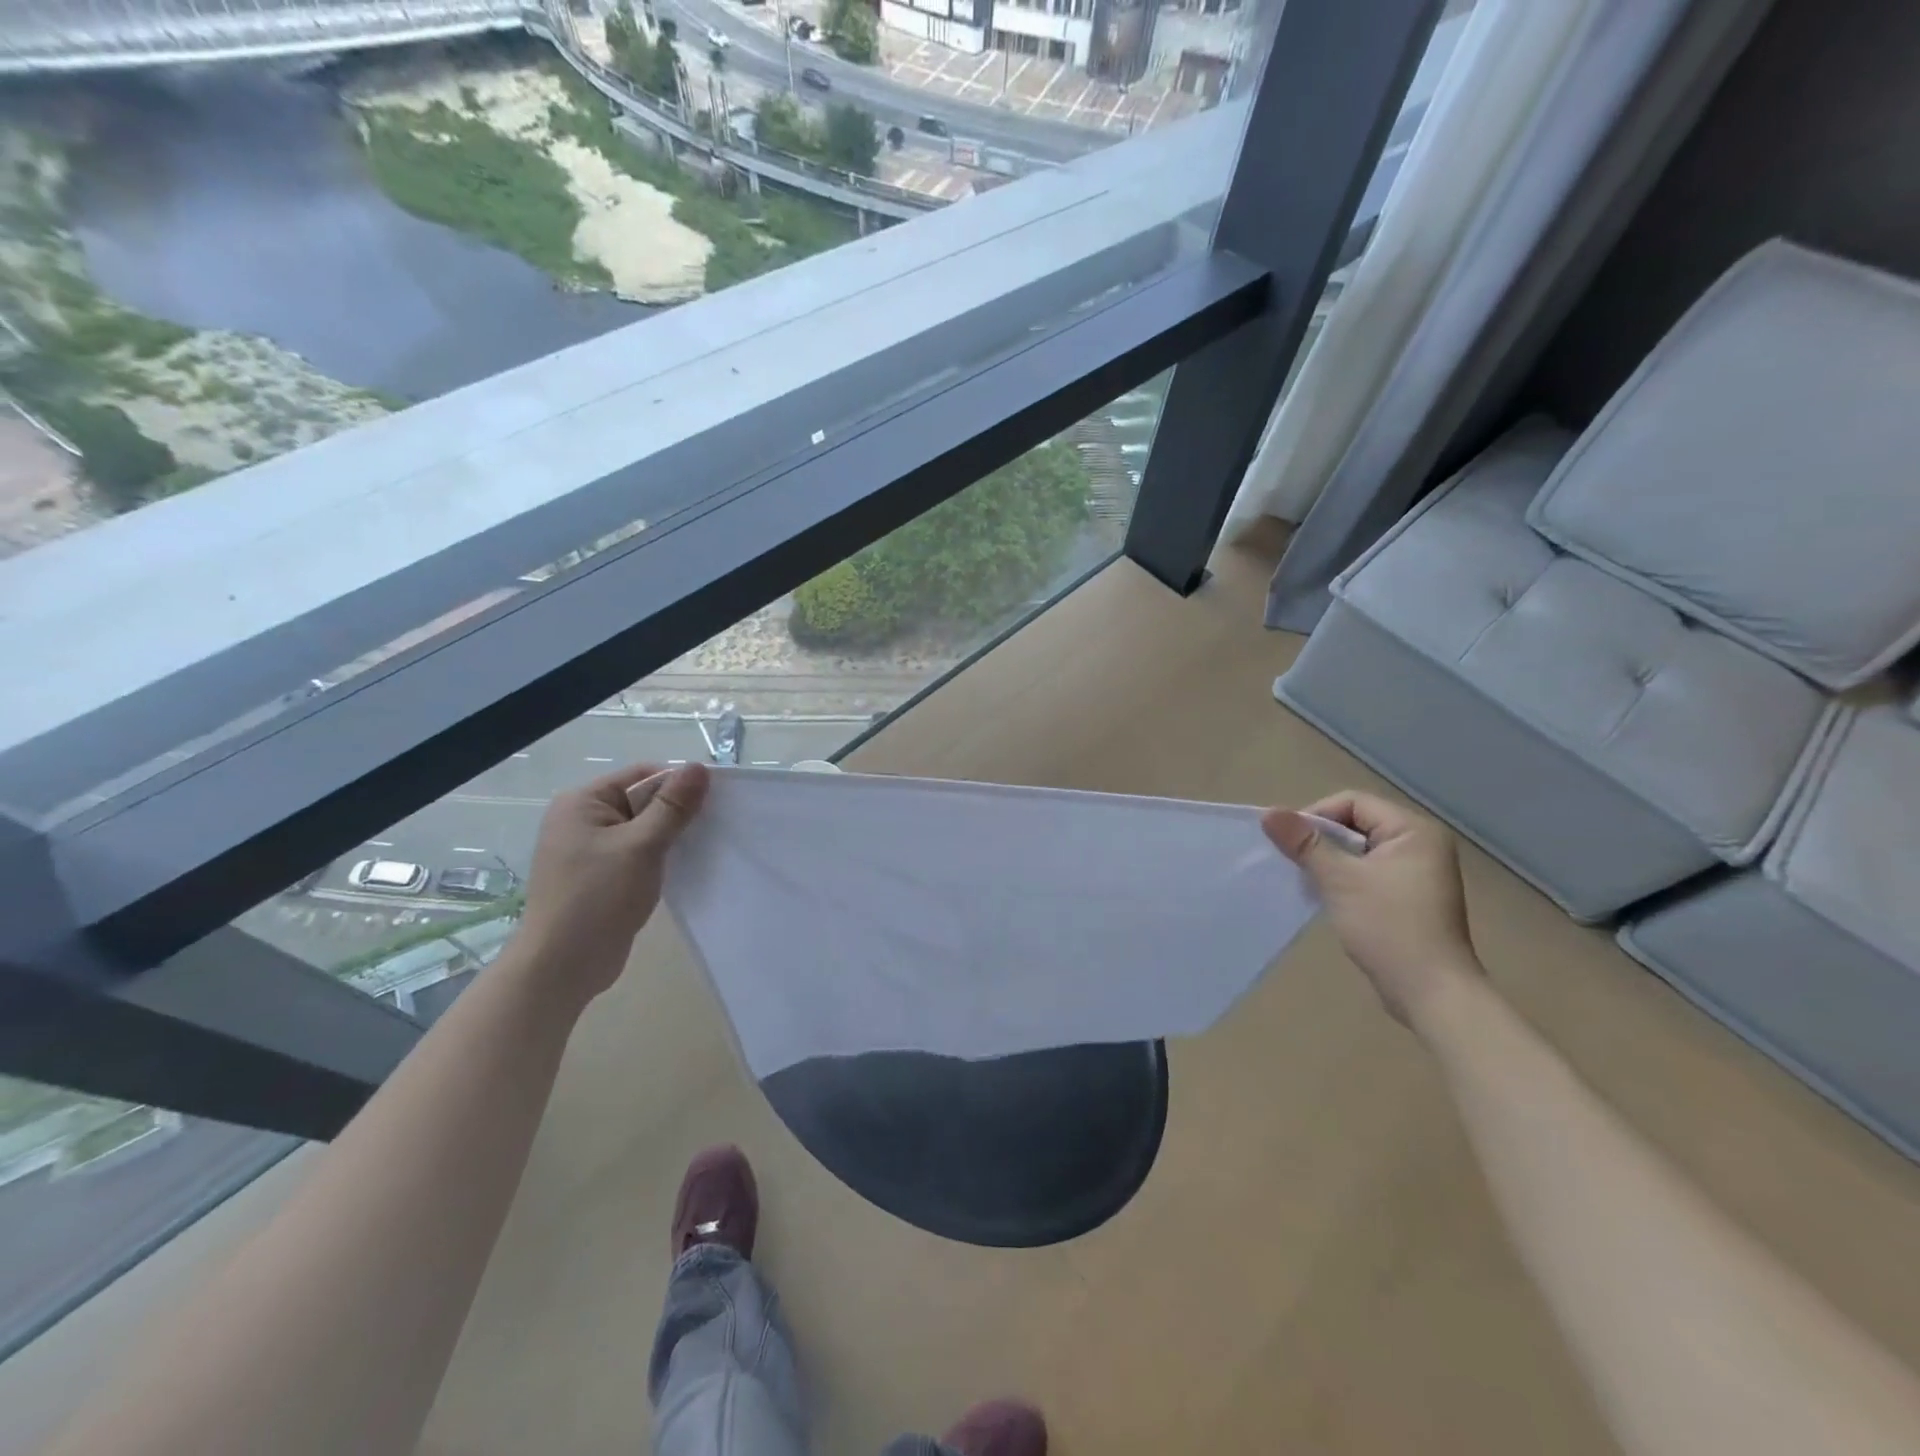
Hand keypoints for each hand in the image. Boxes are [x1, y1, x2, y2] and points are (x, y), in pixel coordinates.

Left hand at [516, 760, 709, 1006]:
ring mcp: (589, 849)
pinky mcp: (599, 875)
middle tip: (712, 827)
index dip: (678, 784)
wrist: (562, 966)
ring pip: (643, 829)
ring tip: (701, 848)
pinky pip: (637, 853)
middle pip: (642, 800)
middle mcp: (582, 819)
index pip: (641, 775)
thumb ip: (672, 806)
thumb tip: (699, 767)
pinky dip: (659, 857)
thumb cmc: (598, 898)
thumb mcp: (642, 846)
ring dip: (670, 837)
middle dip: (676, 812)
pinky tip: (682, 868)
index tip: (712, 803)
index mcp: (582, 802)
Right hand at [1262, 790, 1479, 1025]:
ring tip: (1307, 880)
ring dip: (1329, 860)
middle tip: (1294, 862)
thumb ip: (1305, 843)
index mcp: (1413, 830)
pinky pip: (1367, 871)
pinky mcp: (1408, 896)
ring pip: (1358, 849)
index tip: (1290, 843)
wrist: (1431, 993)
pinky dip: (1343, 877)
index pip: (1352, 802)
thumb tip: (1269, 813)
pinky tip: (1326, 896)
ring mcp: (1417, 871)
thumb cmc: (1389, 928)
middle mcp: (1420, 843)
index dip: (1316, 816)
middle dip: (1321, 840)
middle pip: (1355, 822)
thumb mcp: (1340, 880)